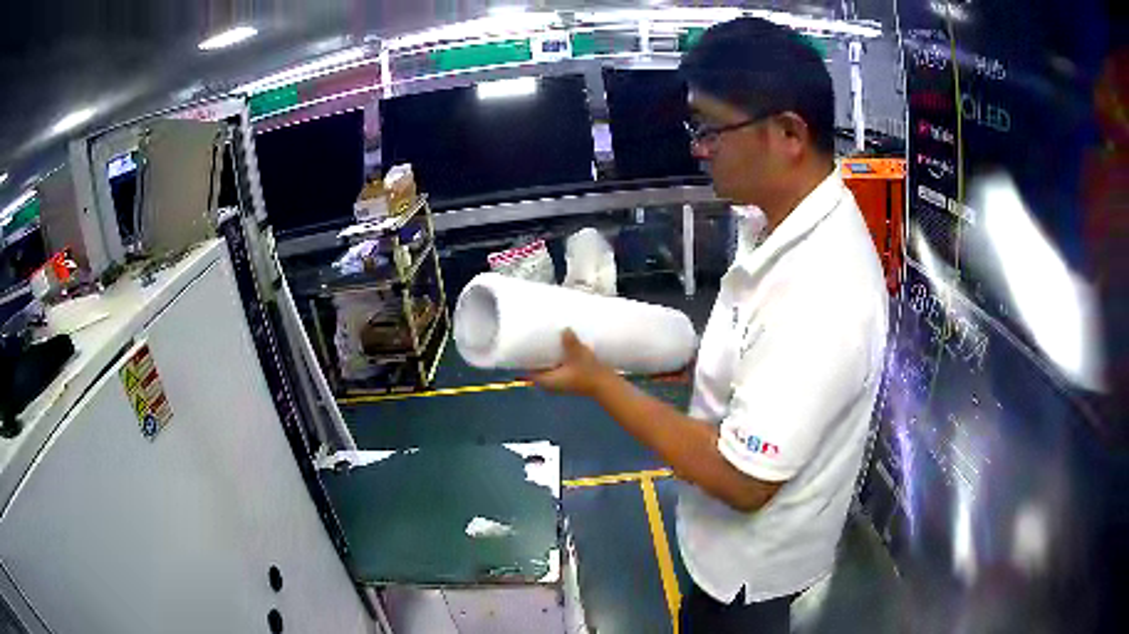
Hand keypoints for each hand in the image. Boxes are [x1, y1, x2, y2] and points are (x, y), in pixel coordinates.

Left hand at [530, 329, 612, 395]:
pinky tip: (561, 348)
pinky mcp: (570, 379)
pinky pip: (558, 368)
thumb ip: (569, 341)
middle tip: (534, 341)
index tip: (523, 348)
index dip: (525, 361)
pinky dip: (557, 359)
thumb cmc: (588, 373)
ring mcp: (561, 382)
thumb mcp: (578, 354)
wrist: (606, 385)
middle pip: (538, 369)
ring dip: (548, 358)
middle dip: (536, 357)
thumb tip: (564, 328)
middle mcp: (552, 384)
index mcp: (548, 381)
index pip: (529, 373)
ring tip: (547, 342)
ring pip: (549, 368)